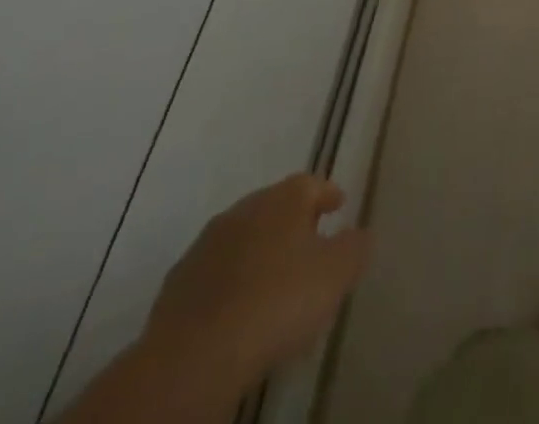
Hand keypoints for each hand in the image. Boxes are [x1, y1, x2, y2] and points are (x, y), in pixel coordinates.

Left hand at [144, 173, 370, 393]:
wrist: (194, 356)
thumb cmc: (278, 301)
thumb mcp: (336, 274)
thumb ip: (355, 247)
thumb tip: (360, 233)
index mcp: (284, 198)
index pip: (311, 183)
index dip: (328, 193)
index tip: (339, 204)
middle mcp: (245, 208)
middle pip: (275, 207)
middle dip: (292, 221)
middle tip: (309, 243)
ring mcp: (206, 244)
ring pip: (243, 238)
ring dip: (259, 251)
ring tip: (273, 280)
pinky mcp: (178, 284)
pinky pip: (215, 273)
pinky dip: (230, 281)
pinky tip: (238, 307)